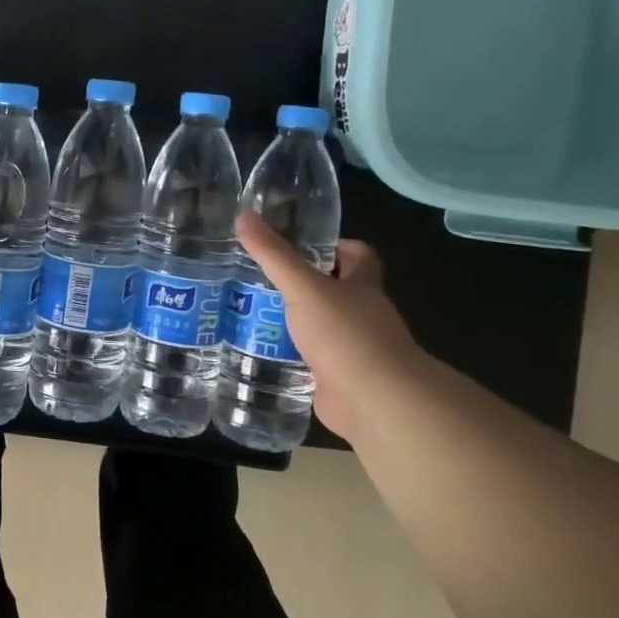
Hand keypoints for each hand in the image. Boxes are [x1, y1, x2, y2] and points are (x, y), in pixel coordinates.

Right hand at [235, 213, 425, 441]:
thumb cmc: (346, 334)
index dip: (335, 245)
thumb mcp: (304, 288)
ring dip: (294, 322)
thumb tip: (243, 215)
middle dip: (304, 284)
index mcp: (363, 286)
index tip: (302, 243)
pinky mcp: (339, 380)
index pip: (358, 255)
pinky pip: (312, 361)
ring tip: (251, 312)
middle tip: (261, 277)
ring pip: (322, 327)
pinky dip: (291, 356)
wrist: (374, 402)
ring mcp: (354, 350)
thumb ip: (274, 255)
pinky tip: (261, 350)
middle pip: (337, 291)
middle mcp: (363, 315)